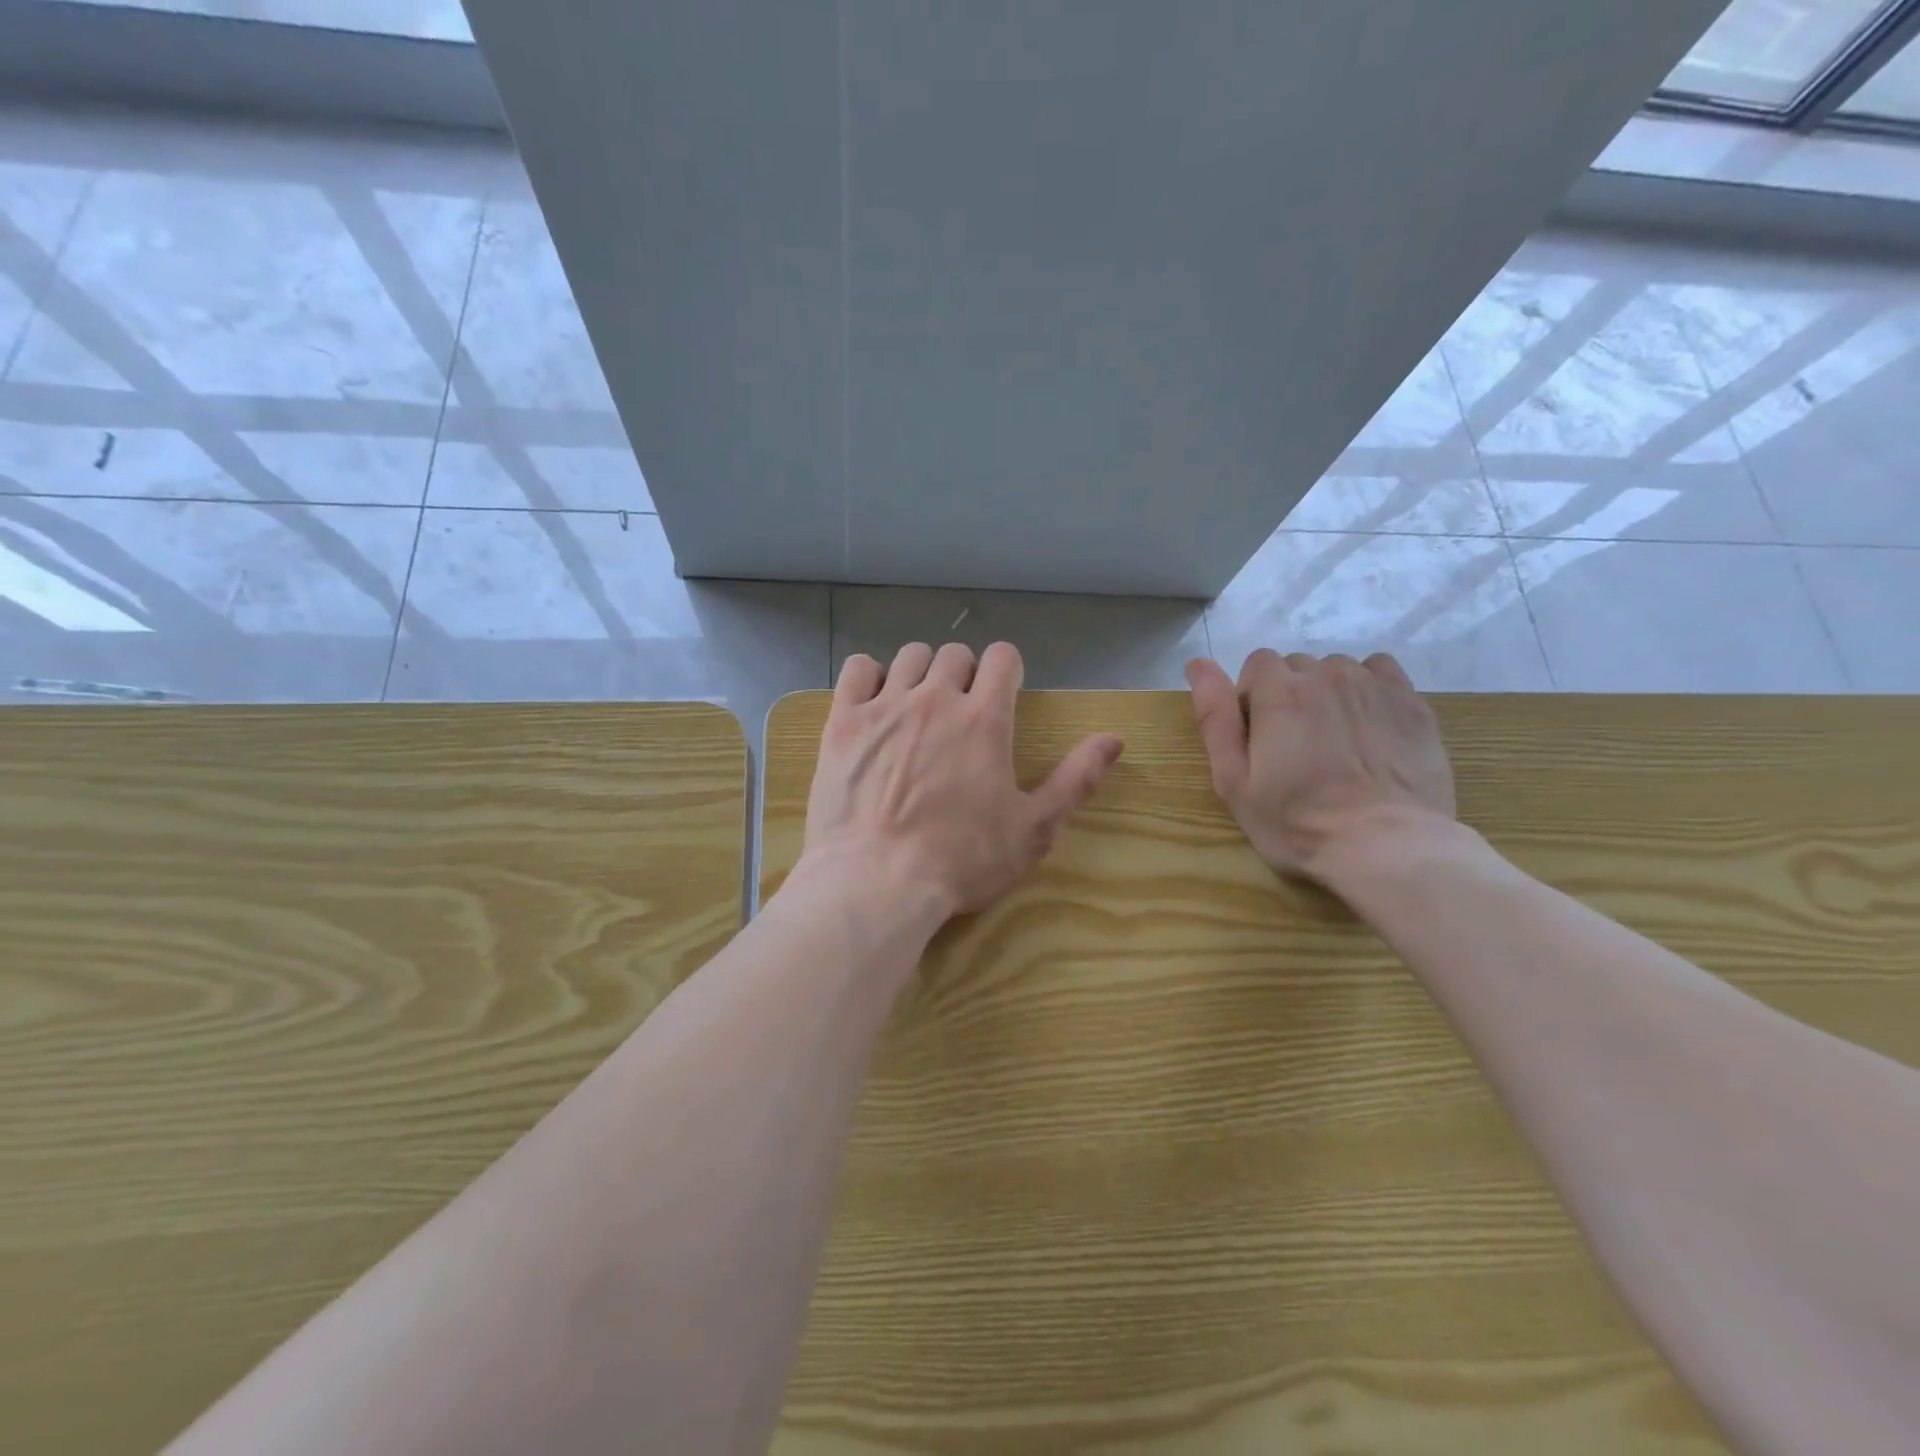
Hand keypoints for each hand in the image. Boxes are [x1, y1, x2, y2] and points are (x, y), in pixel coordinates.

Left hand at [802, 642, 1123, 918]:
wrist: (877, 882)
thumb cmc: (962, 860)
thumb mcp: (1033, 830)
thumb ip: (1076, 780)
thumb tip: (1115, 739)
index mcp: (986, 718)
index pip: (1003, 657)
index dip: (1007, 670)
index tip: (1003, 693)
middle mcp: (936, 698)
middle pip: (955, 654)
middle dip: (964, 674)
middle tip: (961, 711)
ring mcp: (885, 706)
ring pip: (909, 656)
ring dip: (921, 672)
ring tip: (918, 706)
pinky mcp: (844, 722)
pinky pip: (857, 669)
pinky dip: (870, 676)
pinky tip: (874, 702)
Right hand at [1186, 650, 1455, 883]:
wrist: (1386, 847)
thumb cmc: (1296, 822)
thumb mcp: (1234, 780)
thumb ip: (1214, 717)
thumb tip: (1197, 663)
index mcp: (1278, 692)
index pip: (1258, 663)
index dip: (1253, 698)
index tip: (1260, 738)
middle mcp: (1326, 675)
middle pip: (1297, 666)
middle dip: (1289, 696)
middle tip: (1296, 748)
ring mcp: (1373, 686)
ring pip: (1337, 670)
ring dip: (1328, 693)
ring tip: (1335, 741)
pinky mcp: (1411, 703)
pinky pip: (1380, 672)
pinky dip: (1368, 689)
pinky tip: (1368, 726)